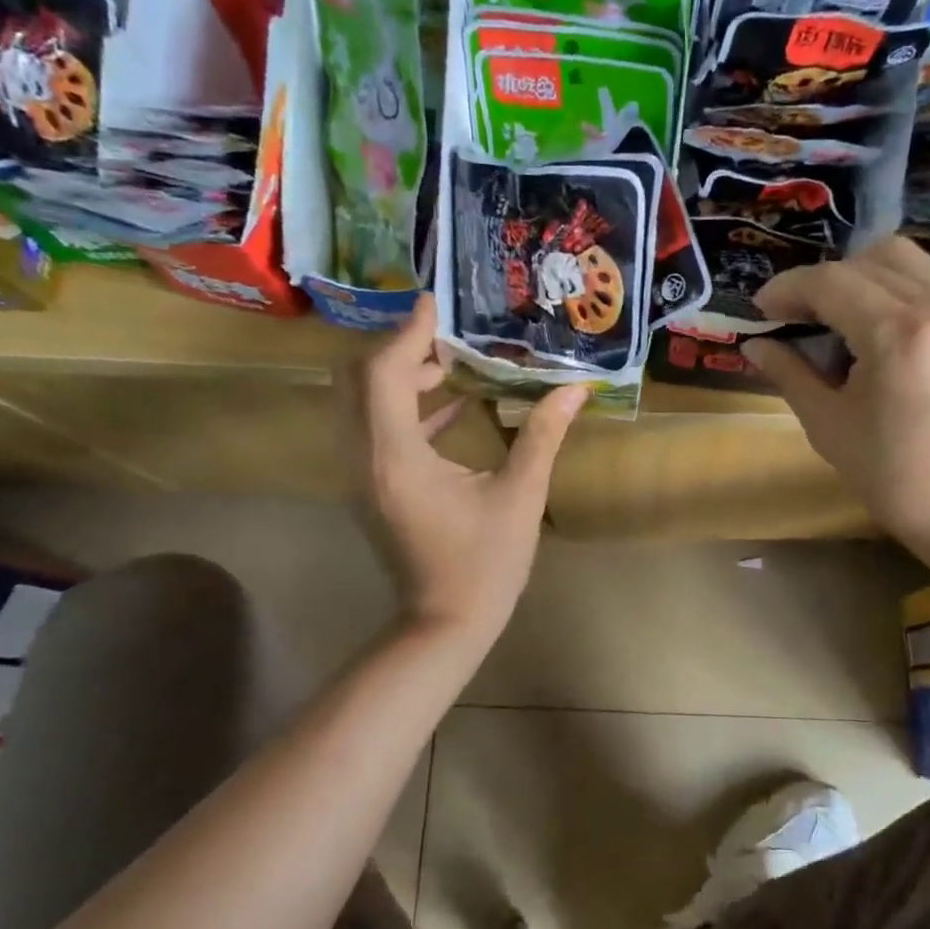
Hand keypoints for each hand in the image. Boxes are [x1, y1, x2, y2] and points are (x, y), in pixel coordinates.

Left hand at [341, 296, 585, 645]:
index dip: (407, 333)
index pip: (384, 374)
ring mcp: (363, 476)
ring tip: (446, 364)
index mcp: (397, 457)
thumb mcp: (519, 497)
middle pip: (355, 381)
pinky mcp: (372, 489)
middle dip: (394, 350)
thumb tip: (574, 391)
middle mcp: (366, 459)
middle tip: (440, 337)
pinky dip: (401, 409)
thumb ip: (542, 436)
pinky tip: (449, 406)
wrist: (444, 624)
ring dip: (394, 377)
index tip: (433, 304)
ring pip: (358, 405)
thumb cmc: (485, 563)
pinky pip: (372, 431)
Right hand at [742, 235, 929, 566]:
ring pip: (903, 257)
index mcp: (898, 335)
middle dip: (821, 279)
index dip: (788, 288)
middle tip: (794, 314)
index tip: (760, 309)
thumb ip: (790, 374)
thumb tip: (755, 345)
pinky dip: (894, 283)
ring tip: (834, 313)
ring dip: (859, 273)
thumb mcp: (828, 426)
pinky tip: (874, 321)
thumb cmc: (892, 477)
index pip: (832, 282)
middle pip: (867, 259)